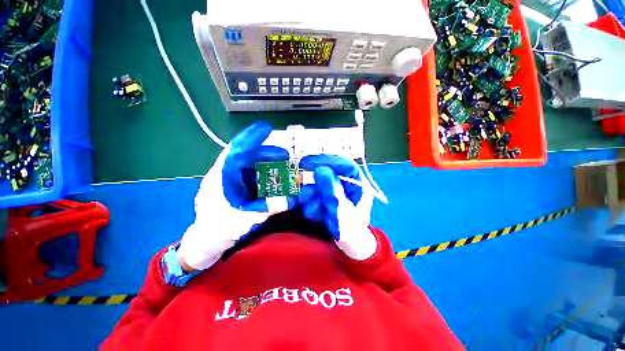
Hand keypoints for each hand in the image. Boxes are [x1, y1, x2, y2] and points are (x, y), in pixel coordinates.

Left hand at [177, 122, 289, 270]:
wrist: (206, 242)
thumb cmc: (220, 229)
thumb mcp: (247, 218)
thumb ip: (270, 207)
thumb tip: (294, 199)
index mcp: (221, 177)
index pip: (235, 151)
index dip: (250, 138)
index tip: (266, 129)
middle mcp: (225, 174)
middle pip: (245, 156)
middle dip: (265, 152)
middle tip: (284, 155)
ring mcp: (230, 181)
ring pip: (249, 165)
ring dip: (265, 162)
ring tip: (282, 164)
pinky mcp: (235, 187)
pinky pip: (250, 175)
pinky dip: (263, 173)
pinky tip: (274, 176)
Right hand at [298, 155, 376, 259]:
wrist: (349, 245)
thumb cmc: (352, 231)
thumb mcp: (342, 213)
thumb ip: (332, 192)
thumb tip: (320, 170)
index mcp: (358, 184)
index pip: (344, 165)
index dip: (327, 160)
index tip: (308, 162)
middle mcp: (346, 184)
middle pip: (328, 175)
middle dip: (316, 187)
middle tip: (305, 196)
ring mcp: (335, 191)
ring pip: (318, 185)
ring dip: (312, 198)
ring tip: (313, 211)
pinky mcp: (326, 198)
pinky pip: (314, 195)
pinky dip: (310, 203)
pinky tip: (313, 214)